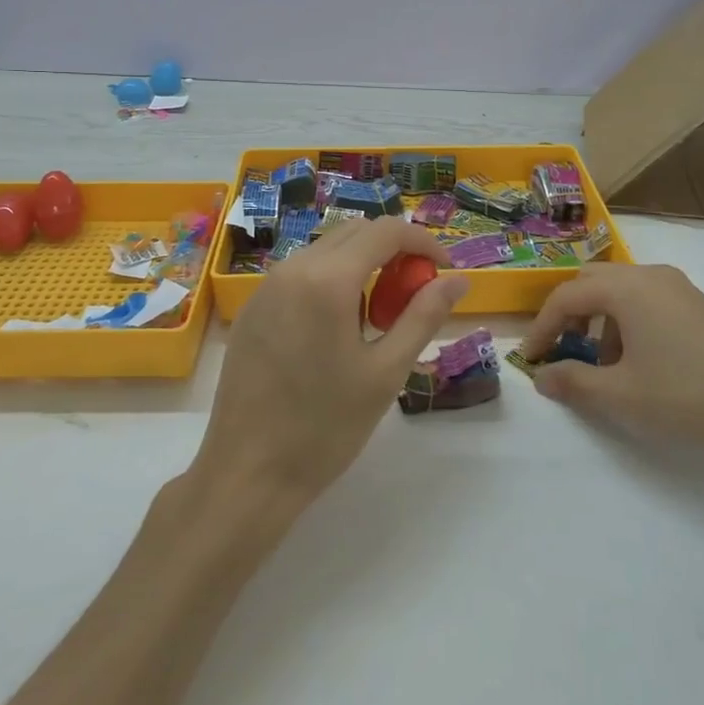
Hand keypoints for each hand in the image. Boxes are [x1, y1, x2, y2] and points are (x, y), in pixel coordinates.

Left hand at [195, 217, 468, 506]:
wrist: (247, 473)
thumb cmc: (324, 427)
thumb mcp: (386, 372)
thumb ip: (424, 316)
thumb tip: (457, 280)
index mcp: (327, 279)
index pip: (385, 230)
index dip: (423, 241)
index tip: (444, 269)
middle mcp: (293, 268)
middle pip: (355, 232)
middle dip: (393, 251)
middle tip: (414, 294)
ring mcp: (267, 285)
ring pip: (327, 251)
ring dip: (362, 265)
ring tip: (378, 317)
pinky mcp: (253, 307)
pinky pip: (301, 273)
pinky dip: (331, 281)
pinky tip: (337, 330)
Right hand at [521, 264, 703, 459]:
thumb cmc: (686, 395)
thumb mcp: (622, 395)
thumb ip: (574, 383)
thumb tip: (541, 378)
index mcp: (626, 288)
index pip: (567, 295)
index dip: (542, 326)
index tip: (531, 358)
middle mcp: (649, 275)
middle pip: (592, 281)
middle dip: (570, 314)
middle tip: (562, 350)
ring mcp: (678, 287)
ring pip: (620, 290)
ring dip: (600, 319)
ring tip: (604, 365)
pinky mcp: (697, 304)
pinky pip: (646, 299)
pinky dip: (627, 321)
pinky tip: (640, 361)